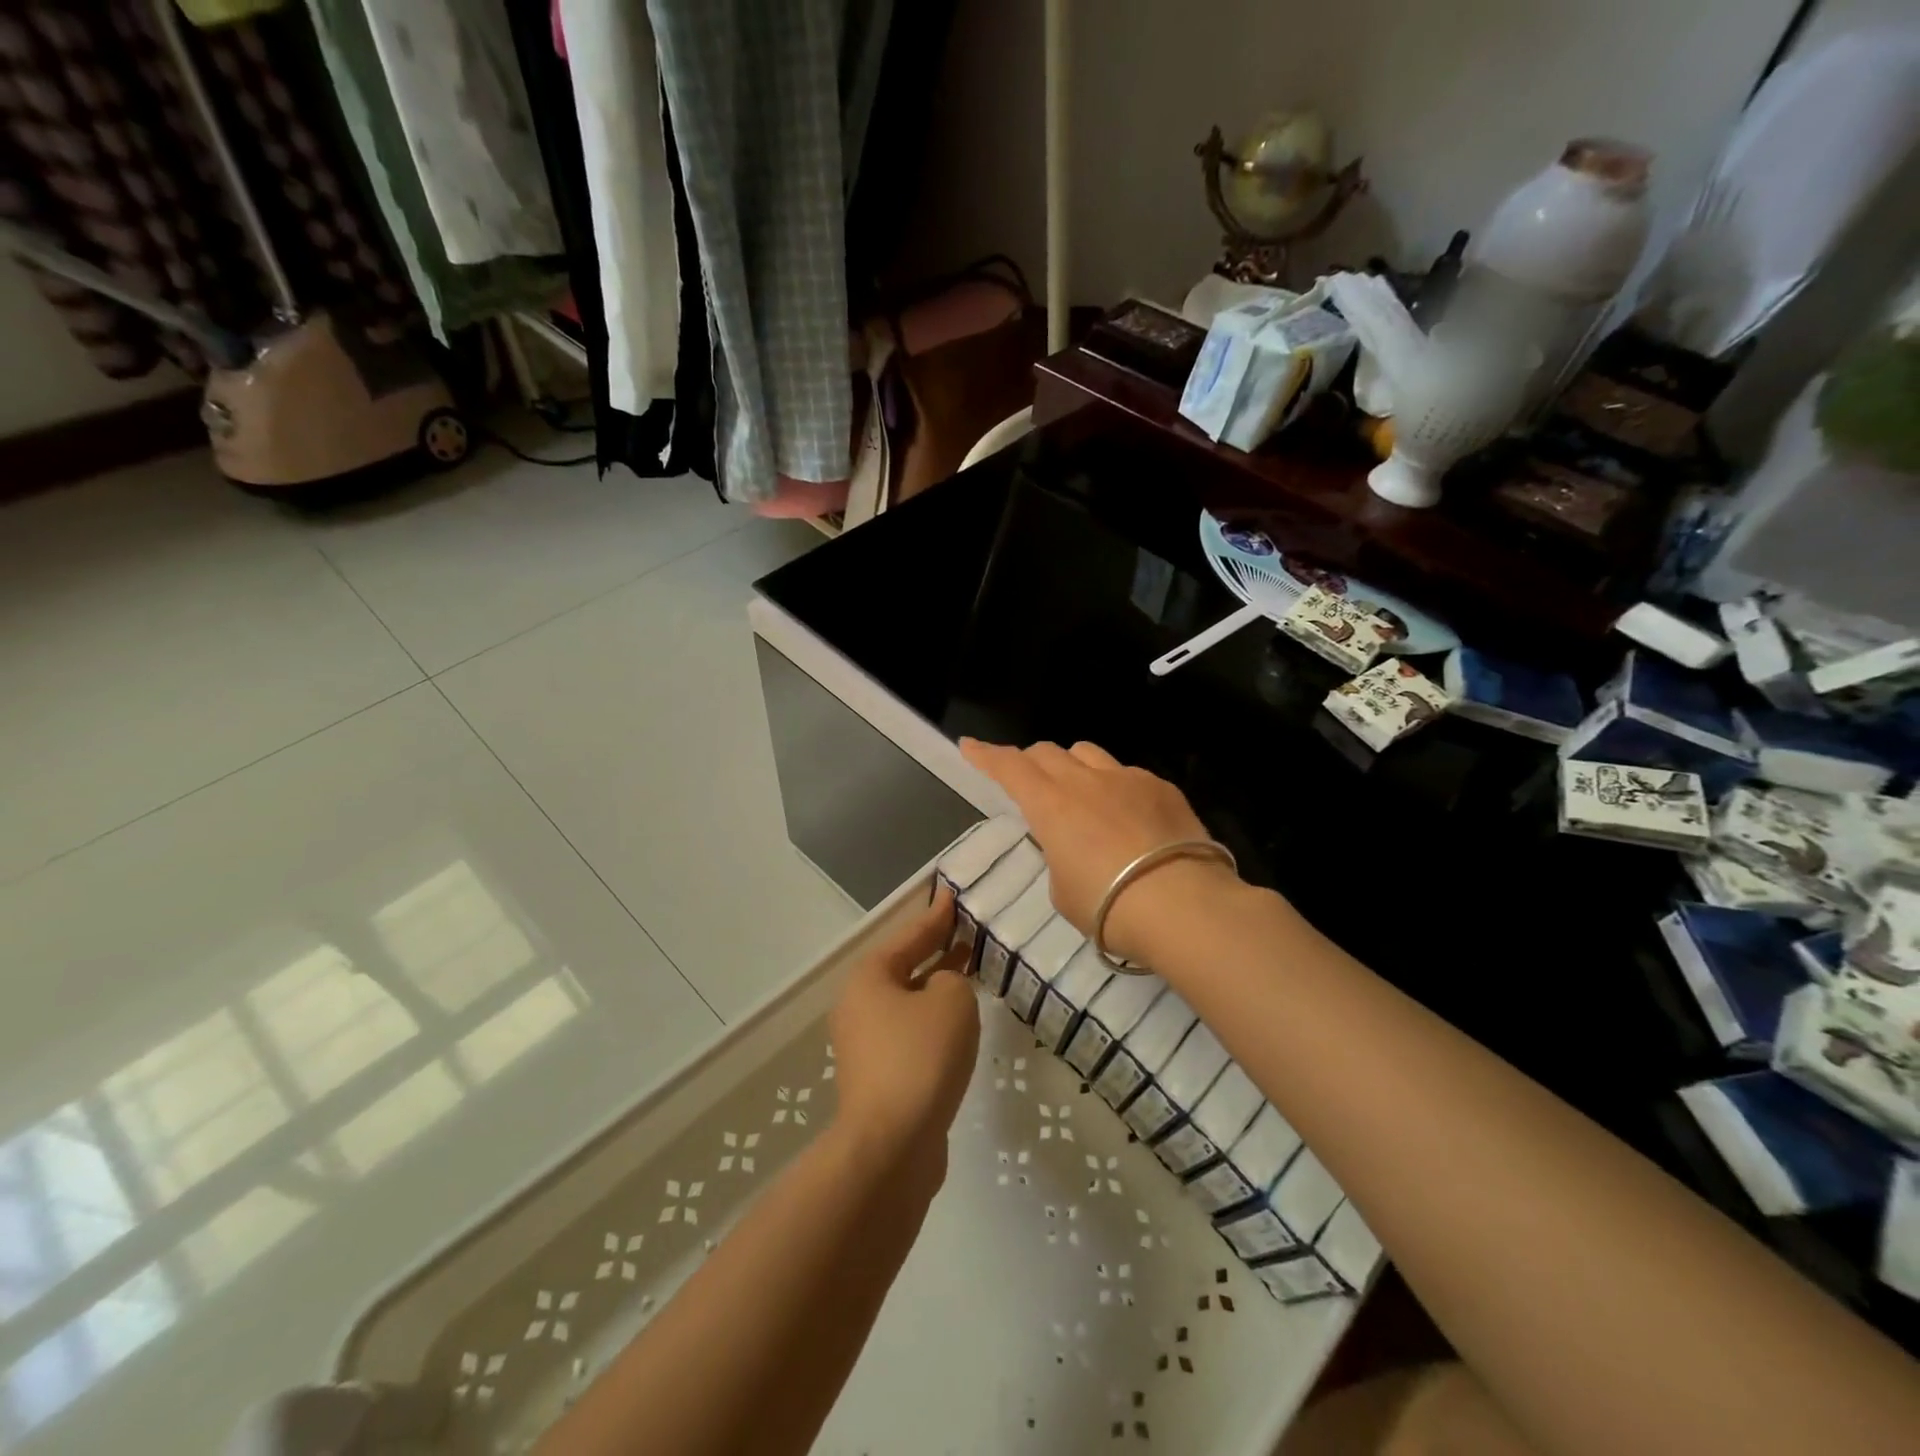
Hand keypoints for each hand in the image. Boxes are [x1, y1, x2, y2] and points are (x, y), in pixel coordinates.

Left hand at [827, 889, 979, 1184]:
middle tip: (965, 930)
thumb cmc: (921, 1057)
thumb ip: (952, 979)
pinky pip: (911, 1032)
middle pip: (904, 966)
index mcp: (870, 977)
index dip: (936, 915)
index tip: (951, 893)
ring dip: (937, 985)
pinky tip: (958, 1022)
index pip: (910, 935)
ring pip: (909, 1001)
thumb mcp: (950, 1001)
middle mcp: (860, 1005)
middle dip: (935, 948)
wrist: (893, 1145)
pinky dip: (934, 1019)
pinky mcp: (879, 1076)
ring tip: (968, 969)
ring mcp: (866, 1043)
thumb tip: (941, 989)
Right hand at [959, 738, 1241, 963]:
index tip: (970, 745)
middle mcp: (1085, 780)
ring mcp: (1127, 778)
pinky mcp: (1162, 787)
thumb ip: (1059, 858)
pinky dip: (1115, 786)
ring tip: (1079, 792)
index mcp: (1050, 805)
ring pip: (1088, 753)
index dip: (986, 755)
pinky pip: (1128, 774)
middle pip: (1047, 752)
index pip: (1009, 767)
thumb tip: (1073, 848)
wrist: (1182, 905)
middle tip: (1028, 780)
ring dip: (1072, 765)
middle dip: (1030, 761)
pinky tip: (1129, 815)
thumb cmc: (1108, 907)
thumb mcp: (1063, 891)